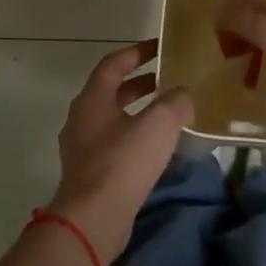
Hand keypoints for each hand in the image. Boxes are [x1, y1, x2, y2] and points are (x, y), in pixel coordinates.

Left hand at [47, 40, 193, 264]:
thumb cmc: (124, 162)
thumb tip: (184, 94)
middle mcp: (82, 120)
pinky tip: (158, 148)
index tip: (160, 47)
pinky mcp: (90, 174)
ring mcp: (83, 149)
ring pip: (114, 119)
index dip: (137, 52)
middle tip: (169, 80)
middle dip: (140, 83)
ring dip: (139, 112)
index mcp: (92, 100)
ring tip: (169, 114)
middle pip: (112, 92)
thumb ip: (175, 102)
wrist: (94, 218)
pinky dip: (136, 137)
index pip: (113, 64)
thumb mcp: (159, 123)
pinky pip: (115, 144)